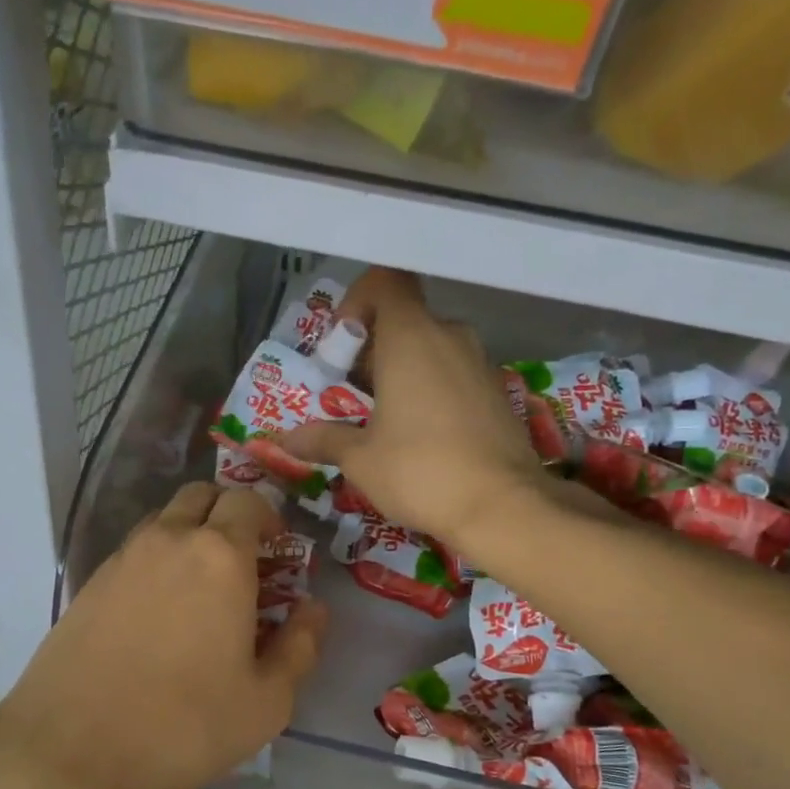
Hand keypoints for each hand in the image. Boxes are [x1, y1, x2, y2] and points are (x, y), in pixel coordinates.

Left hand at [0, 483, 326, 788]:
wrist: (73, 751)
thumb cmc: (184, 725)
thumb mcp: (266, 701)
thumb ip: (300, 646)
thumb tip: (313, 610)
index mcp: (220, 557)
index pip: (249, 501)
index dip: (269, 518)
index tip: (278, 551)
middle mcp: (168, 541)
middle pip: (202, 496)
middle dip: (229, 514)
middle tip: (243, 560)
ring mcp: (122, 559)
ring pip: (164, 520)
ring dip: (190, 534)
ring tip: (201, 588)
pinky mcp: (90, 584)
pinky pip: (134, 551)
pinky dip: (157, 561)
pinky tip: (159, 612)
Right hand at [272, 267, 546, 549]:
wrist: (502, 506)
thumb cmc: (420, 470)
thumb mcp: (360, 459)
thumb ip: (323, 439)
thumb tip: (287, 439)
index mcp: (411, 337)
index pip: (385, 282)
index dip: (358, 301)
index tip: (343, 345)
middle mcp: (450, 336)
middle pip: (405, 320)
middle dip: (373, 350)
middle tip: (353, 396)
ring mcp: (480, 363)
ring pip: (432, 348)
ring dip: (403, 372)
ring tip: (385, 421)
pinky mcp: (498, 392)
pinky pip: (455, 374)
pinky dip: (433, 391)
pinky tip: (423, 437)